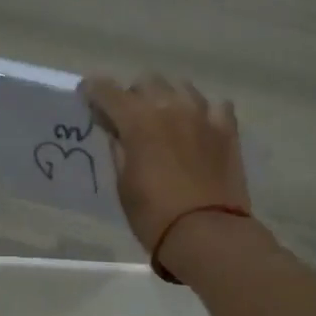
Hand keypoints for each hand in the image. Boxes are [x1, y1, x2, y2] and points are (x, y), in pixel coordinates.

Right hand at [81, 74, 248, 251]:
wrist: (206, 234)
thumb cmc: (154, 216)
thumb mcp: (124, 185)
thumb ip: (120, 151)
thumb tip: (118, 134)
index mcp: (138, 121)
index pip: (108, 91)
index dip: (94, 90)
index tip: (88, 96)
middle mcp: (171, 107)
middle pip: (148, 81)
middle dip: (134, 95)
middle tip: (129, 118)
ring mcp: (203, 115)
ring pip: (182, 87)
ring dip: (168, 98)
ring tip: (166, 119)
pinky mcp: (227, 130)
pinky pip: (216, 106)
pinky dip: (204, 112)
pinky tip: (200, 127)